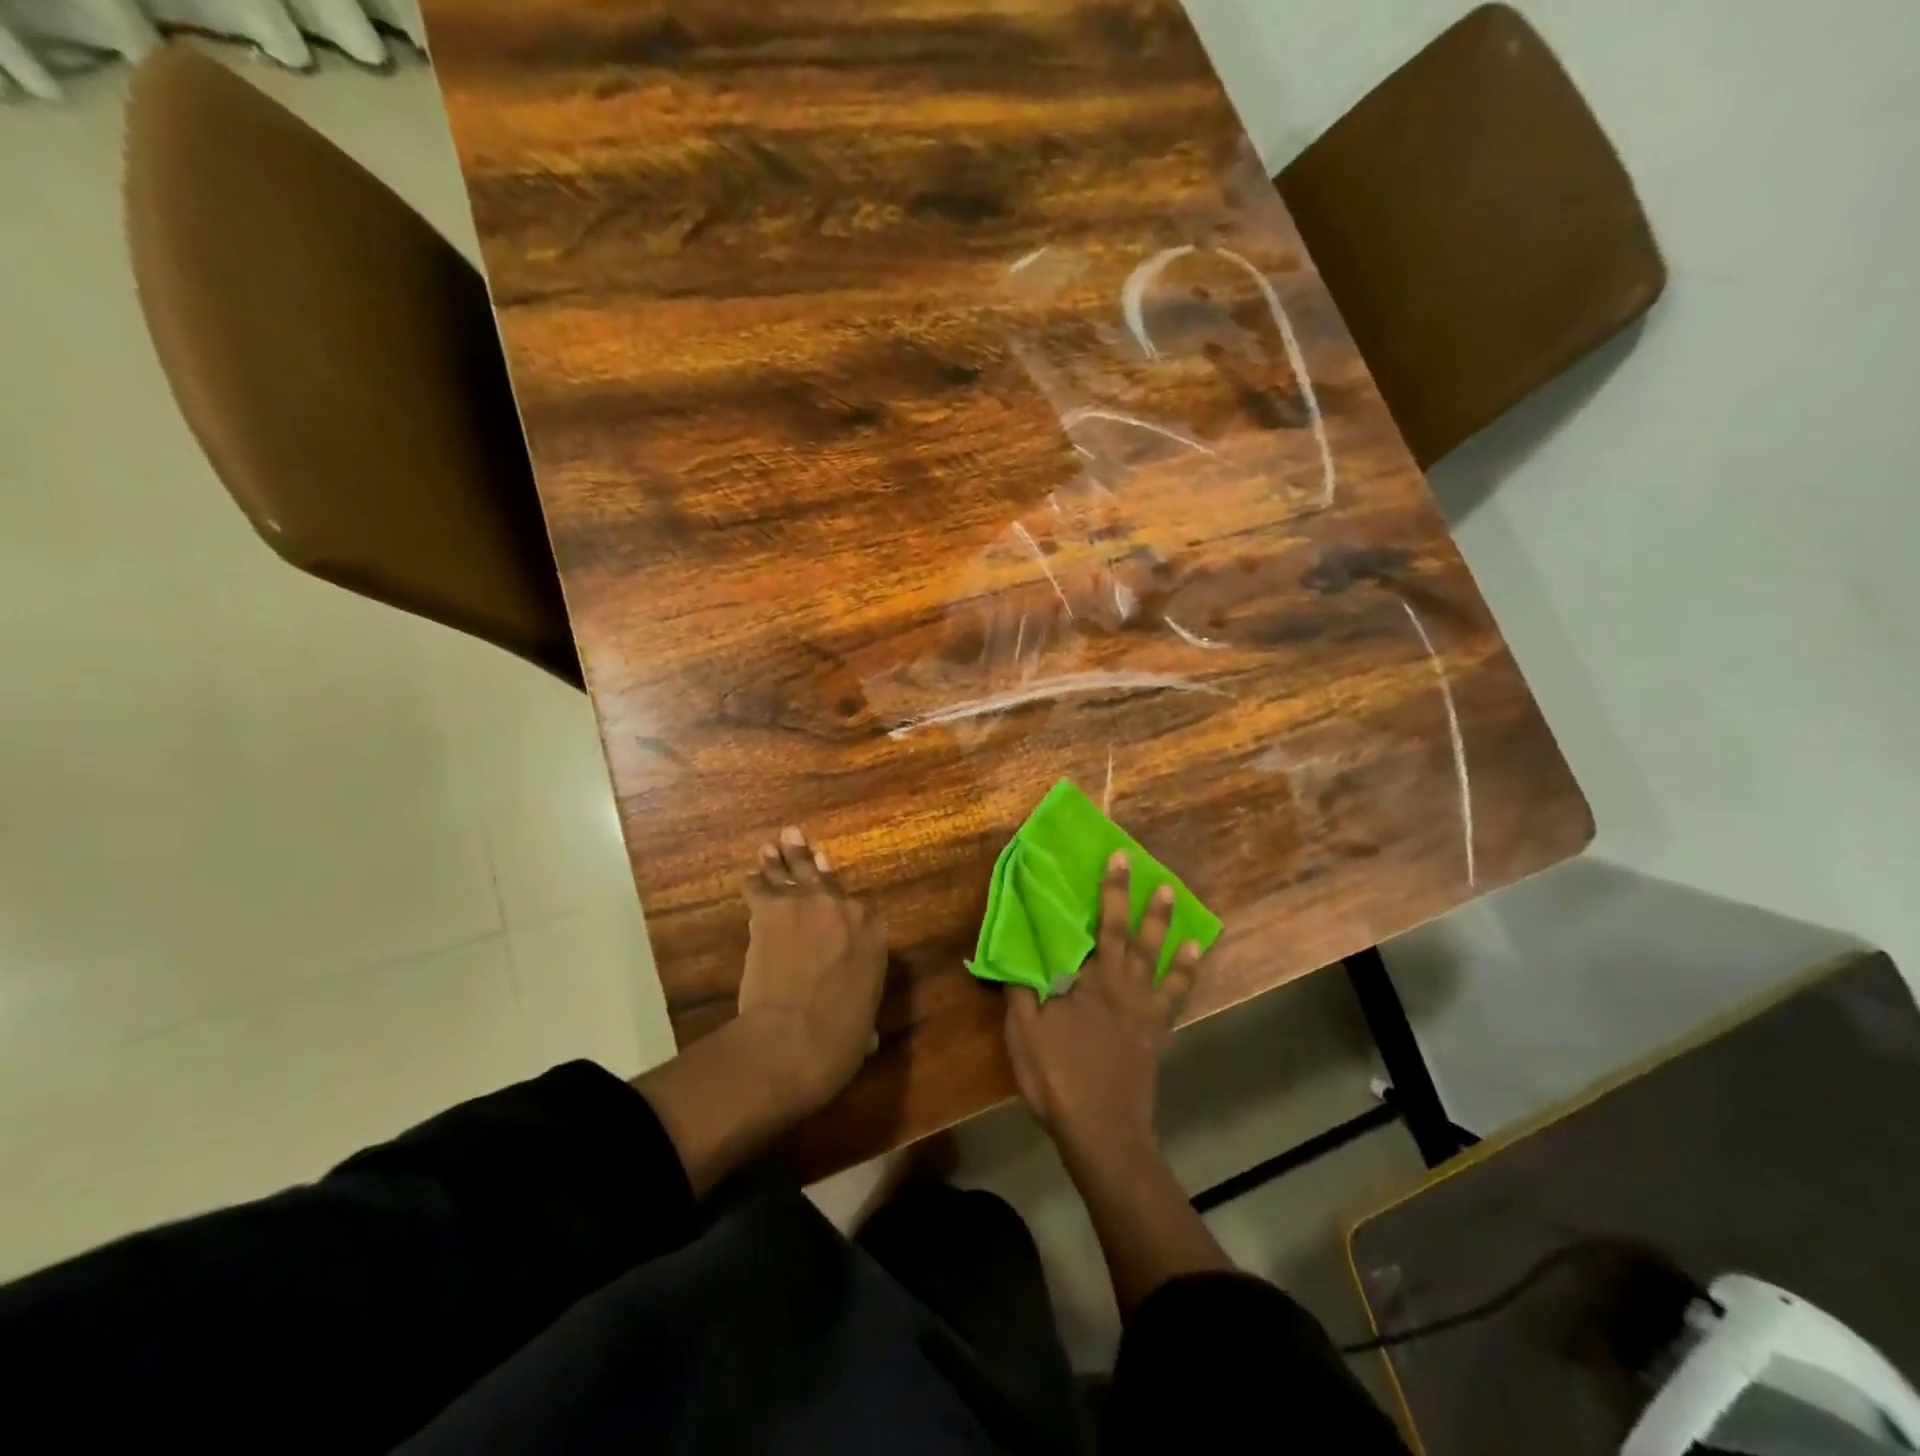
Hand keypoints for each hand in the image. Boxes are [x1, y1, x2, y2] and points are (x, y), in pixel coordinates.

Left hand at [736, 825, 887, 1112]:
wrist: (794, 1036)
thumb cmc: (838, 1040)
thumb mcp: (863, 1027)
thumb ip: (863, 1016)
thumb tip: (865, 1037)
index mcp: (874, 937)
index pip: (860, 914)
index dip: (843, 909)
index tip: (835, 901)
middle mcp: (845, 910)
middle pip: (826, 880)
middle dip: (811, 862)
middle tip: (800, 840)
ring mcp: (807, 904)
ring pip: (794, 872)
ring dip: (782, 859)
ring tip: (776, 842)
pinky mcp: (771, 910)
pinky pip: (760, 887)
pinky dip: (754, 882)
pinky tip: (749, 875)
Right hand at [1004, 852, 1200, 1165]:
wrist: (1101, 1128)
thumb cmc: (1058, 1076)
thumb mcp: (1025, 1032)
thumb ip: (1021, 988)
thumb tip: (1014, 950)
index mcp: (1089, 980)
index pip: (1097, 926)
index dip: (1106, 891)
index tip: (1112, 858)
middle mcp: (1121, 984)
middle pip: (1128, 932)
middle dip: (1129, 895)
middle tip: (1136, 862)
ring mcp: (1144, 1007)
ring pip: (1157, 956)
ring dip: (1163, 923)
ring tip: (1170, 894)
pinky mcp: (1157, 1030)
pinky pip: (1176, 994)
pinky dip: (1186, 971)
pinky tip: (1194, 953)